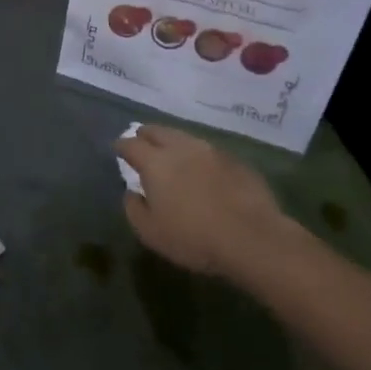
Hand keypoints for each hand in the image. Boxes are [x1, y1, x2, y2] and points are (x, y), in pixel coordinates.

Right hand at [116, 125, 294, 280]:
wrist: (252, 238)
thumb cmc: (193, 238)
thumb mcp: (150, 232)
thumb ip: (134, 208)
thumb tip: (132, 192)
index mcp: (156, 163)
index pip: (131, 144)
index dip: (122, 145)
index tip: (118, 148)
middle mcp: (182, 148)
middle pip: (158, 131)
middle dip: (146, 134)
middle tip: (141, 142)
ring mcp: (212, 151)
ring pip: (185, 137)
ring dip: (173, 142)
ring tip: (170, 154)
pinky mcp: (236, 160)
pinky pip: (208, 151)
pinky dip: (198, 156)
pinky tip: (201, 169)